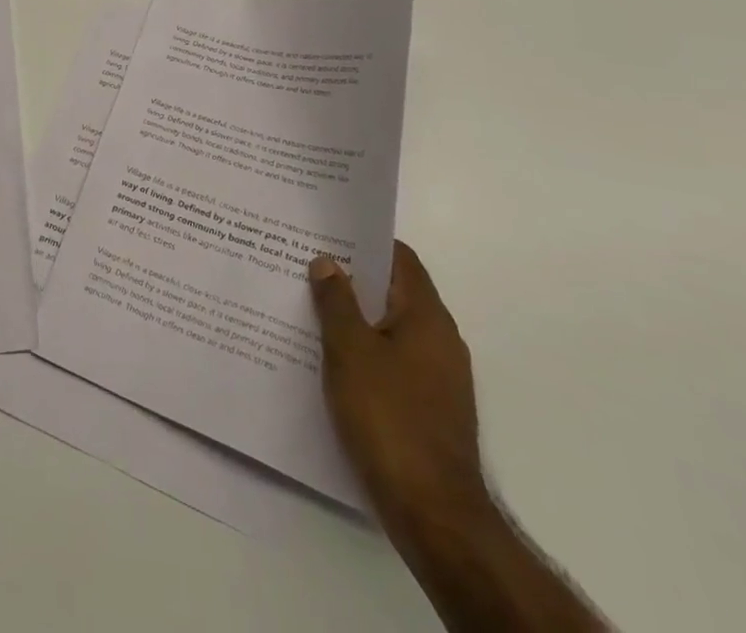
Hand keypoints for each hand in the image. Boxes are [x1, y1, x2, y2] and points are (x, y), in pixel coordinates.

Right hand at [309, 242, 489, 537]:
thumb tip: (328, 262)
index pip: (399, 258)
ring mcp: (438, 377)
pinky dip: (363, 351)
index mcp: (427, 316)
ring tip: (308, 308)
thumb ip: (336, 301)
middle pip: (393, 291)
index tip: (326, 233)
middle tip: (305, 266)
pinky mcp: (429, 408)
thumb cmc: (389, 417)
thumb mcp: (349, 350)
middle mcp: (440, 340)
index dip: (364, 241)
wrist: (433, 513)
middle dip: (351, 279)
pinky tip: (329, 359)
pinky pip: (392, 361)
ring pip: (390, 328)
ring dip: (354, 317)